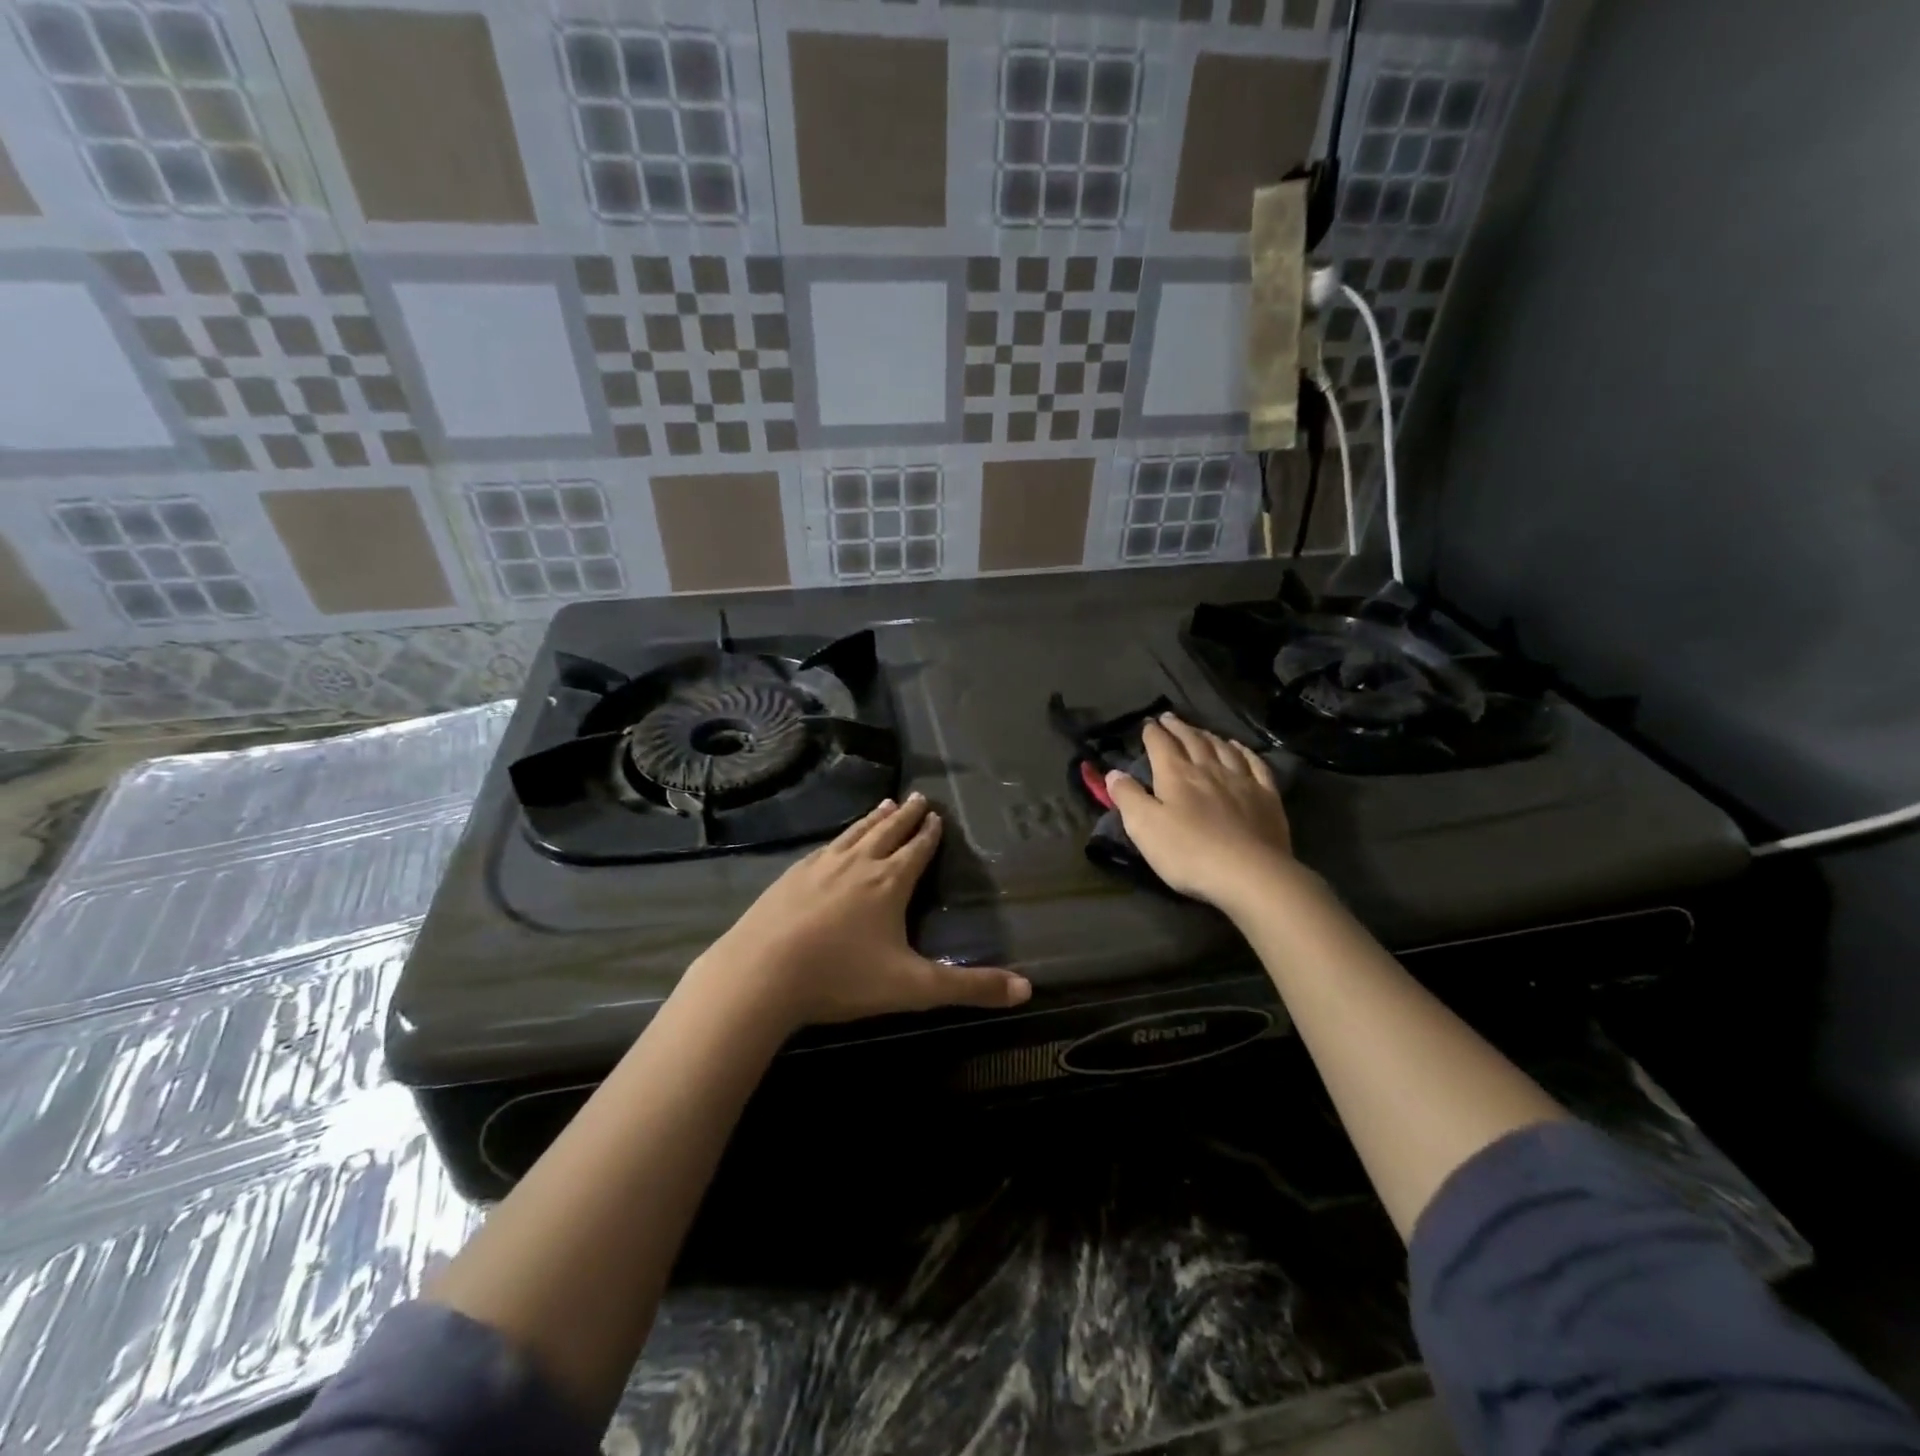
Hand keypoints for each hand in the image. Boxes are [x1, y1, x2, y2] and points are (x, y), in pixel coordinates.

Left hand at [689, 792, 1030, 1031]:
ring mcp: (820, 866)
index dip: (929, 833)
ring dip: (873, 819)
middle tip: (916, 796)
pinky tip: (834, 842)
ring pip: (855, 834)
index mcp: (889, 882)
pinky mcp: (791, 876)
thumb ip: (970, 988)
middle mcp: (858, 864)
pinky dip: (840, 837)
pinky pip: (825, 847)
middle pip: (887, 832)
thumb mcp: (914, 988)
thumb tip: (1027, 988)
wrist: (761, 973)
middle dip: (905, 816)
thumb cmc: (842, 977)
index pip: (916, 849)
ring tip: (885, 804)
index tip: (936, 815)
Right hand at [1105, 714, 1298, 918]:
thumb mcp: (1144, 827)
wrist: (1249, 874)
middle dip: (1178, 728)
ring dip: (1208, 736)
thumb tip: (1113, 773)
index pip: (1161, 745)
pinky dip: (1245, 752)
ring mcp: (1241, 781)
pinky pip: (1255, 764)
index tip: (1147, 724)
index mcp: (1176, 775)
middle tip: (1170, 718)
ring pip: (1223, 748)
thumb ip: (1127, 797)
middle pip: (1192, 740)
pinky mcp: (1267, 797)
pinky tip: (1240, 749)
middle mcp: (1208, 769)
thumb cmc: (1188, 852)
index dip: (1152, 733)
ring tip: (1200, 731)